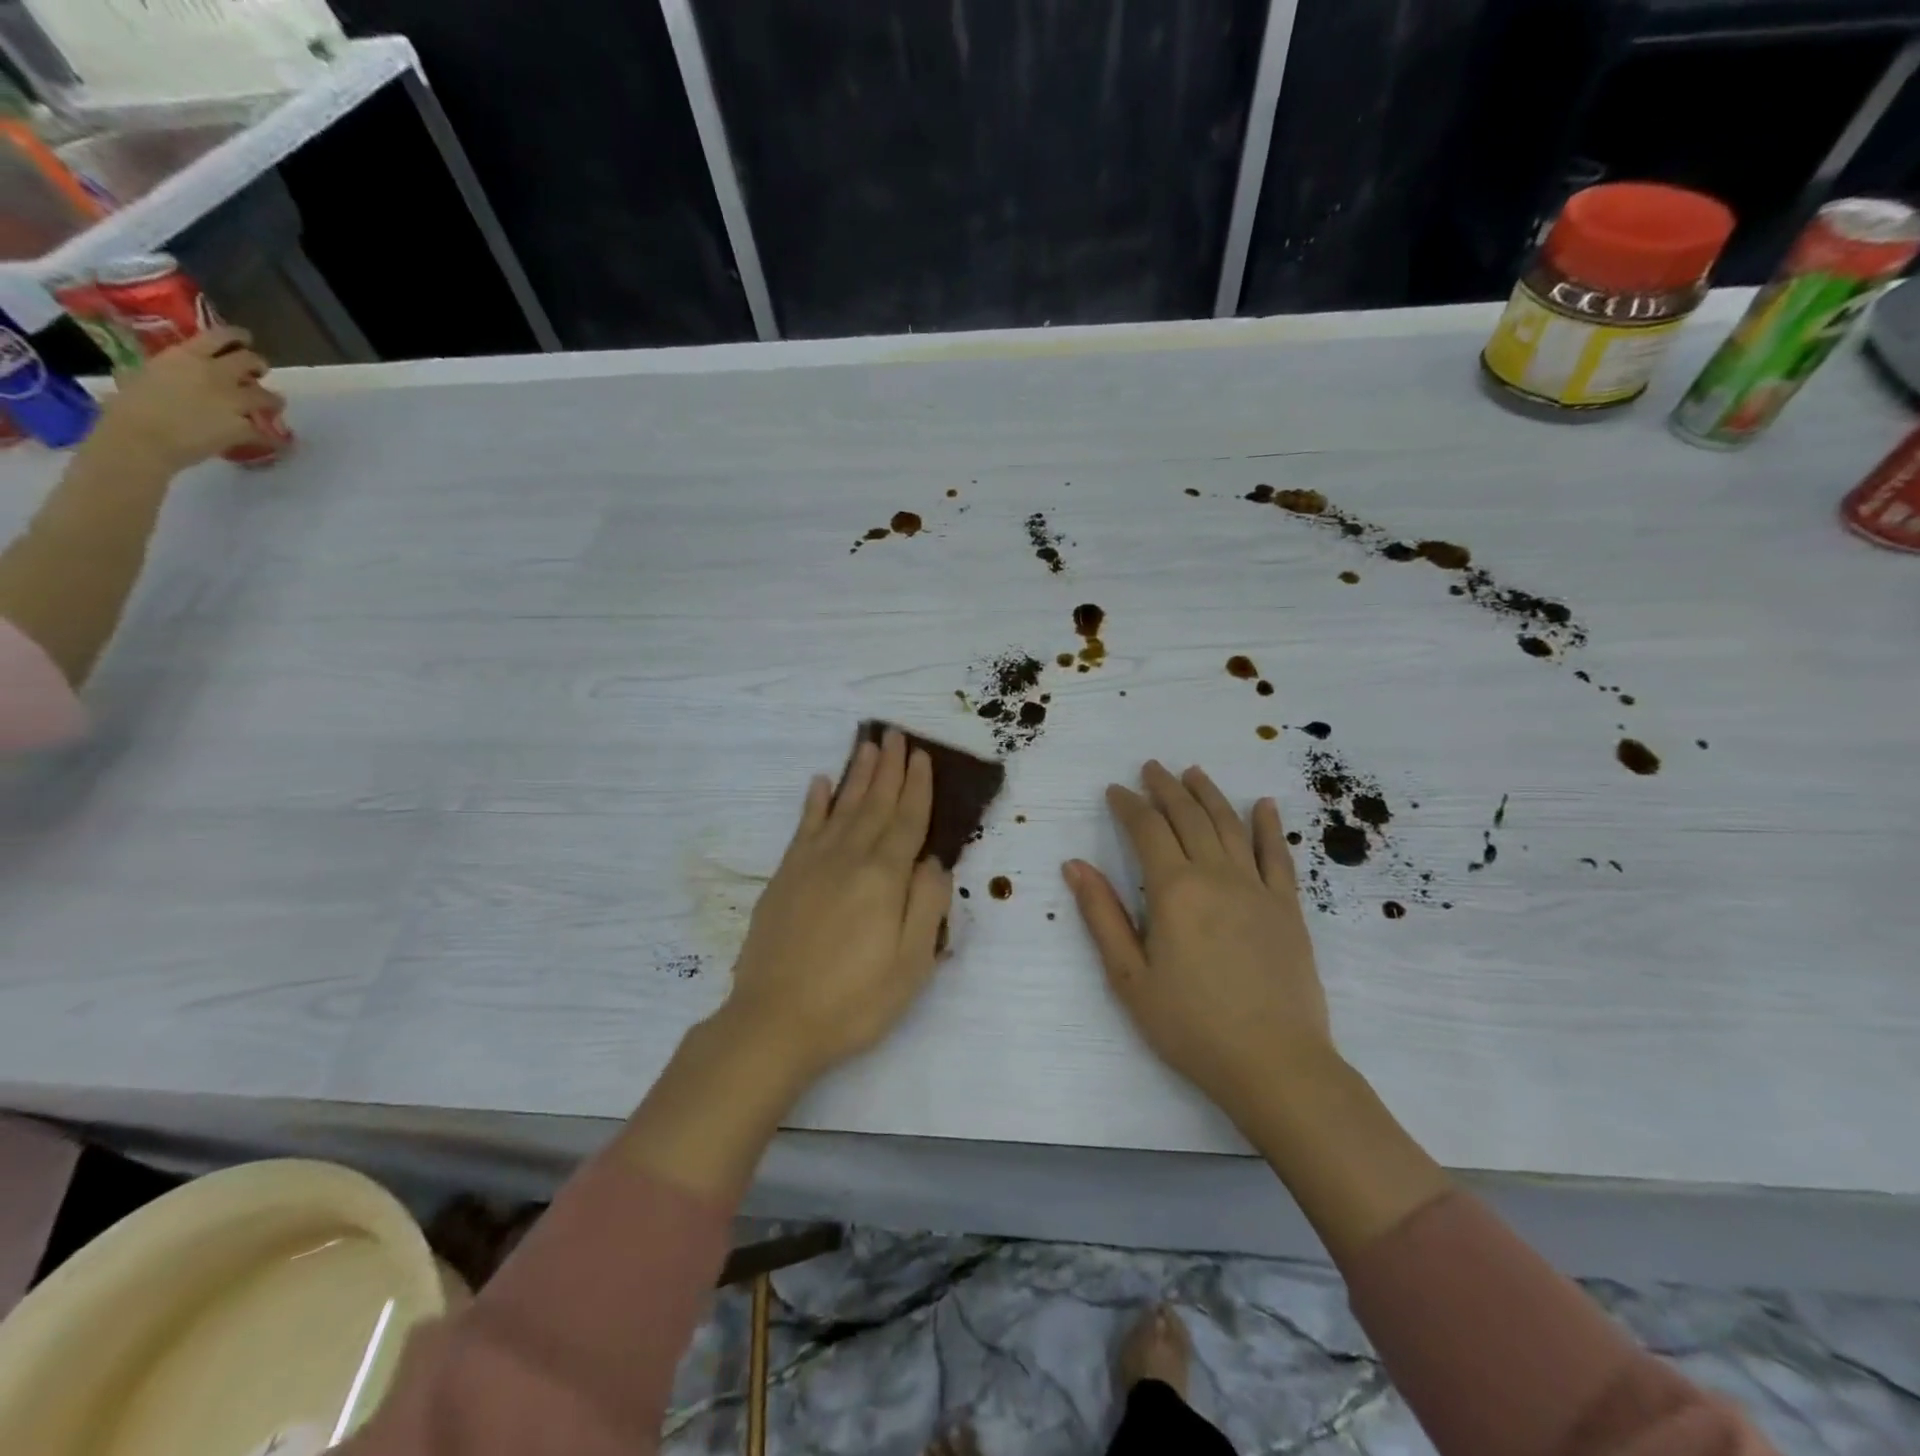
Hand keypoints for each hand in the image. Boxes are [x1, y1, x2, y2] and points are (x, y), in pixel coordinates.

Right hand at [87, 326, 282, 474]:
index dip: (237, 336)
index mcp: (186, 356)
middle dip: (259, 366)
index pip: (219, 336)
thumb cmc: (129, 405)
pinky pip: (267, 433)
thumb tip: (167, 370)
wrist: (141, 438)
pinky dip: (272, 438)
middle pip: (252, 361)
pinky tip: (275, 441)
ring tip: (272, 404)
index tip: (245, 338)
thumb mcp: (140, 373)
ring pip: (268, 396)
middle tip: (259, 372)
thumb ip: (164, 369)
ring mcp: (233, 401)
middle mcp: (215, 374)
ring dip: (273, 400)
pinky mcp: (244, 427)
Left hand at [720, 729, 952, 1084]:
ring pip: (841, 807)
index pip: (907, 820)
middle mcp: (848, 859)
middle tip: (895, 734)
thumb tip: (934, 861)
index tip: (921, 755)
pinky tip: (819, 784)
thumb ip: (928, 905)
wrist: (773, 1022)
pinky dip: (814, 803)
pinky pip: (803, 828)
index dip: (917, 787)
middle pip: (874, 804)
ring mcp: (811, 865)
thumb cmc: (854, 1001)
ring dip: (856, 775)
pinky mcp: (784, 877)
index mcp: (884, 878)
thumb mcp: (911, 964)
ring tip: (867, 745)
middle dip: (888, 768)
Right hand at [1062, 762, 1334, 1119]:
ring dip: (1210, 794)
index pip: (1147, 830)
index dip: (1129, 805)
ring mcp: (1258, 889)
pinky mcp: (1288, 908)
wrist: (1275, 1064)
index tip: (1115, 789)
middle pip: (1189, 817)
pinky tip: (1263, 805)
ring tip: (1194, 772)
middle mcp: (1217, 876)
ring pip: (1231, 826)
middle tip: (1151, 767)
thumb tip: (1075, 865)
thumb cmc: (1190, 1025)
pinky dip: (1269, 826)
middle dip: (1166, 788)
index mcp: (1174, 890)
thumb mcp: (1129, 977)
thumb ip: (1102, 915)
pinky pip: (1278, 856)